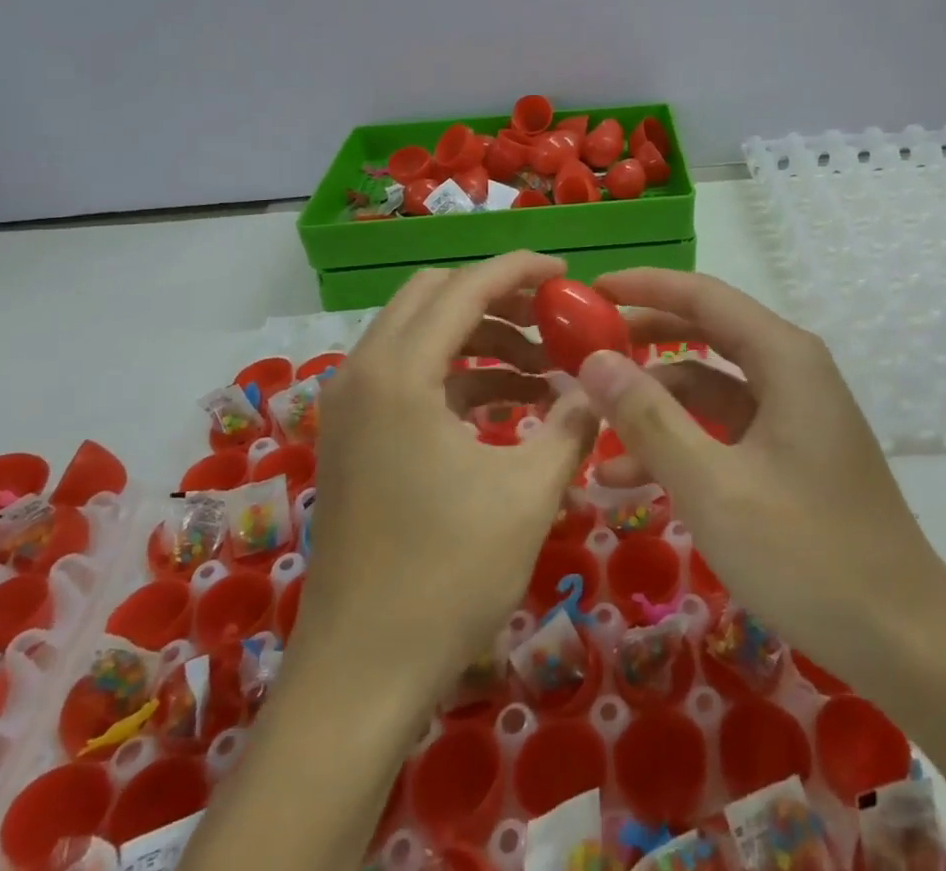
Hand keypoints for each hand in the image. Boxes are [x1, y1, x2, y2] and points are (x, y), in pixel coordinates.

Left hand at [294, 253, 599, 700]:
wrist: (360, 674)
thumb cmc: (446, 577)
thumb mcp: (528, 494)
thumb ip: (571, 425)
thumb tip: (594, 387)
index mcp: (399, 373)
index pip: (465, 288)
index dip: (519, 271)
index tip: (566, 275)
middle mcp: (363, 373)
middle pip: (433, 297)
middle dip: (496, 297)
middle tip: (552, 319)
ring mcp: (352, 406)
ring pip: (420, 335)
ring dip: (479, 338)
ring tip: (542, 370)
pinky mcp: (355, 437)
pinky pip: (410, 376)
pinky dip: (458, 375)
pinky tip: (508, 407)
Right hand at [582, 268, 945, 697]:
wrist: (905, 641)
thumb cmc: (807, 553)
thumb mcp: (713, 486)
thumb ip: (649, 419)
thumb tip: (594, 360)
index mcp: (783, 357)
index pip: (703, 295)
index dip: (644, 286)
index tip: (591, 290)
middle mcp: (790, 370)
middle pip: (705, 332)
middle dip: (643, 339)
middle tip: (583, 347)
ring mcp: (791, 414)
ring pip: (708, 387)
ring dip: (654, 406)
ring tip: (593, 432)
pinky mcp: (789, 453)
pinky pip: (723, 429)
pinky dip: (680, 442)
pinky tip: (631, 479)